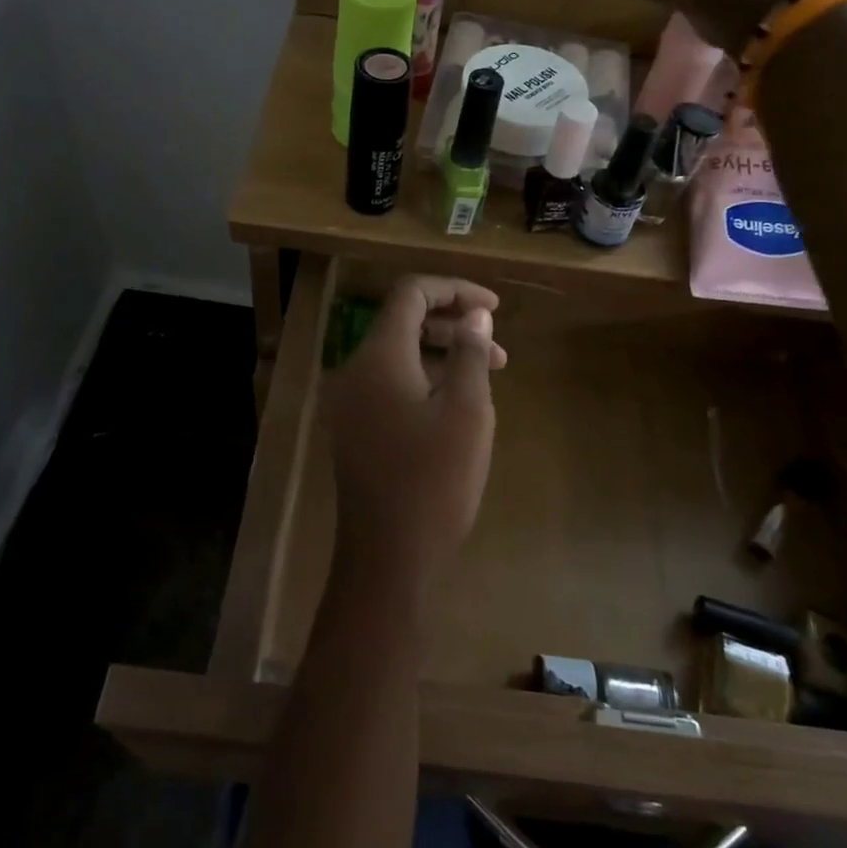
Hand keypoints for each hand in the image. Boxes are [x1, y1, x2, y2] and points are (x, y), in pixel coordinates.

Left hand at [324, 277, 505, 597]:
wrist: (389, 557)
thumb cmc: (435, 480)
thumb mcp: (467, 410)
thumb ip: (470, 352)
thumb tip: (476, 315)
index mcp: (378, 356)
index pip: (410, 294)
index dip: (454, 290)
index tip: (494, 307)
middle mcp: (354, 370)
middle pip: (402, 322)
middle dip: (453, 324)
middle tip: (498, 346)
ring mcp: (349, 401)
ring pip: (397, 355)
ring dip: (442, 353)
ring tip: (488, 373)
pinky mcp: (353, 428)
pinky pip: (388, 383)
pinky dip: (423, 378)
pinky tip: (456, 401)